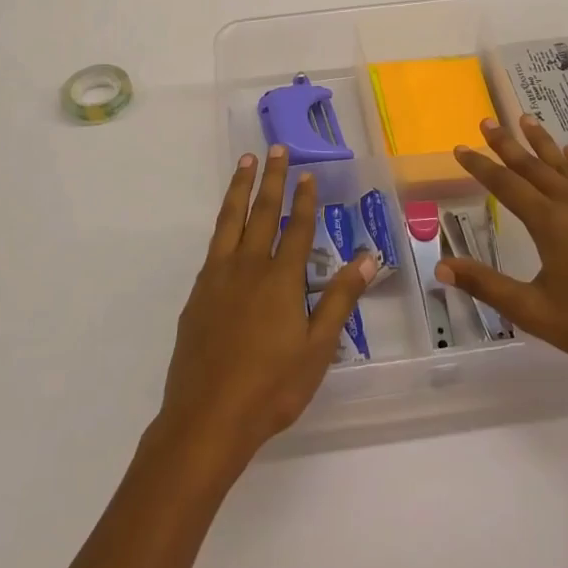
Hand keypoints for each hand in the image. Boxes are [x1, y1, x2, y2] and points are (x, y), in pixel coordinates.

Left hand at [156, 147, 374, 479]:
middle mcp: (248, 267)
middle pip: (262, 213)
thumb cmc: (271, 387)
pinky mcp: (198, 294)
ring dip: (240, 188)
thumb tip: (368, 257)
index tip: (308, 173)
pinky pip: (214, 245)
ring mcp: (218, 278)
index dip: (305, 199)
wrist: (207, 418)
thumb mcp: (318, 348)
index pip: (296, 228)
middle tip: (276, 149)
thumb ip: (340, 299)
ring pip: (230, 220)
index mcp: (281, 279)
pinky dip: (223, 222)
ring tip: (246, 162)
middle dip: (272, 179)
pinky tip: (226, 223)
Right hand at [436, 115, 567, 396]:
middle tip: (488, 121)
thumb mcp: (532, 311)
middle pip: (534, 166)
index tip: (460, 147)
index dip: (480, 166)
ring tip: (526, 119)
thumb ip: (486, 285)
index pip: (505, 185)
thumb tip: (441, 268)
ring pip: (566, 165)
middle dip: (507, 143)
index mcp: (549, 223)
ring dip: (543, 142)